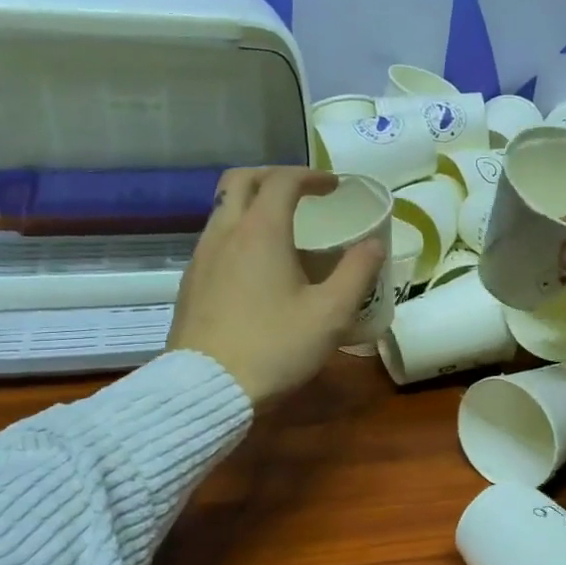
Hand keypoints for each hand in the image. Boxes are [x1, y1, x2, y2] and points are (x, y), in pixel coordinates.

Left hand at [168, 167, 384, 406]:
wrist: (207, 388)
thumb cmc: (274, 347)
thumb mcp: (330, 314)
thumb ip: (357, 273)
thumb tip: (374, 244)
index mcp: (260, 231)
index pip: (283, 181)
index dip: (311, 176)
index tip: (333, 187)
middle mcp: (225, 233)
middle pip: (240, 180)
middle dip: (273, 177)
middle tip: (301, 194)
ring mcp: (201, 257)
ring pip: (222, 209)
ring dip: (252, 205)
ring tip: (282, 232)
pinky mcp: (190, 283)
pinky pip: (214, 239)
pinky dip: (238, 233)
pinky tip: (256, 268)